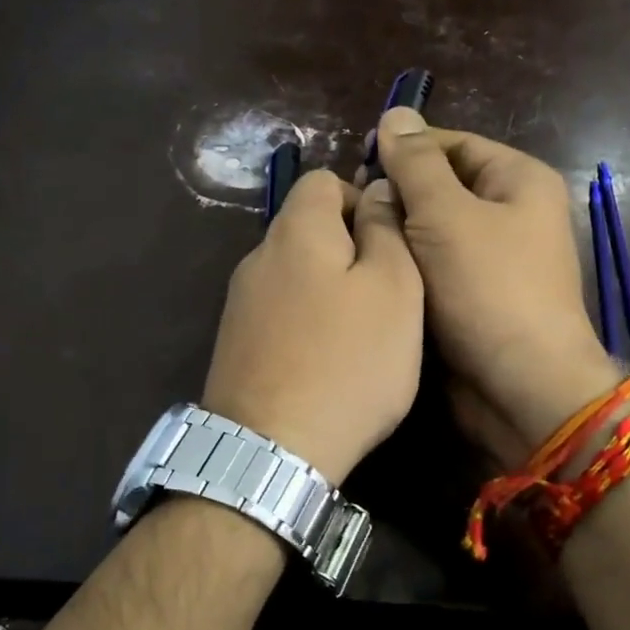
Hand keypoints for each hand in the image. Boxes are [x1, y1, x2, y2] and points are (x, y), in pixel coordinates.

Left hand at [201, 170, 423, 485]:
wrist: (273, 449)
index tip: (392, 244)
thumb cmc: (348, 361)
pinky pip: (280, 314)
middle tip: (386, 296)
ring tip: (361, 335)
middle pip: (308, 229)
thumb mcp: (394, 288)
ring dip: (330, 291)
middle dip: (350, 250)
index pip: (323, 179)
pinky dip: (307, 324)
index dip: (363, 199)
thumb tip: (377, 190)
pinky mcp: (235, 345)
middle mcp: (257, 257)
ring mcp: (240, 304)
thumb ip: (387, 230)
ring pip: (295, 275)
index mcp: (295, 230)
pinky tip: (326, 362)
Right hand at [367, 107, 620, 467]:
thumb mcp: (446, 215)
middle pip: (443, 187)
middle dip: (398, 196)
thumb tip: (395, 113)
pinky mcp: (478, 299)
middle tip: (350, 209)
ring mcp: (496, 260)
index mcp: (519, 180)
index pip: (453, 145)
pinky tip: (373, 272)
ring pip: (434, 232)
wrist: (521, 386)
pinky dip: (408, 269)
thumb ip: (416, 164)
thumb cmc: (489, 289)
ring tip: (353, 240)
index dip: (405, 150)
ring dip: (398, 235)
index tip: (356, 164)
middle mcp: (513, 215)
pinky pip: (436, 270)